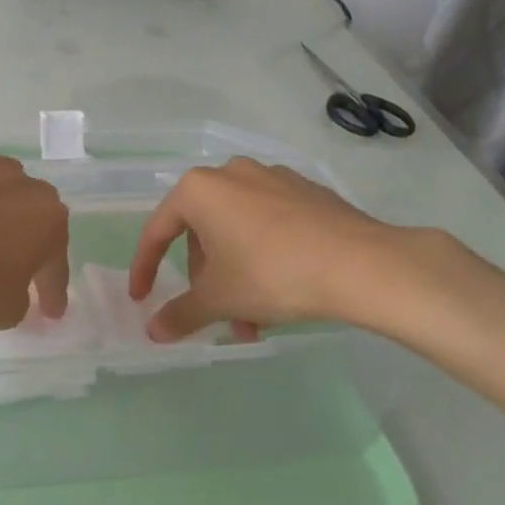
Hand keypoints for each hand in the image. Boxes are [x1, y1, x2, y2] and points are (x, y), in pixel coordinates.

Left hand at [0, 146, 69, 334]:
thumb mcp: (3, 312)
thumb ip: (15, 297)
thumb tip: (6, 286)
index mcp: (47, 218)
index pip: (55, 261)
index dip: (52, 289)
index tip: (49, 312)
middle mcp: (16, 180)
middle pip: (23, 211)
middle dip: (18, 236)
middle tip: (6, 265)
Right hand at [129, 158, 411, 341]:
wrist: (362, 264)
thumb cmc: (272, 274)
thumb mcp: (219, 299)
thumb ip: (180, 313)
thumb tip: (153, 331)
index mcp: (198, 190)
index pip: (158, 232)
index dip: (145, 268)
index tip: (143, 297)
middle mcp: (230, 173)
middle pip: (201, 232)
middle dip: (206, 279)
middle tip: (217, 314)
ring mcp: (272, 177)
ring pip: (237, 230)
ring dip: (236, 274)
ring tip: (255, 318)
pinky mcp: (307, 190)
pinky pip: (269, 223)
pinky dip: (264, 255)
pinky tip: (283, 288)